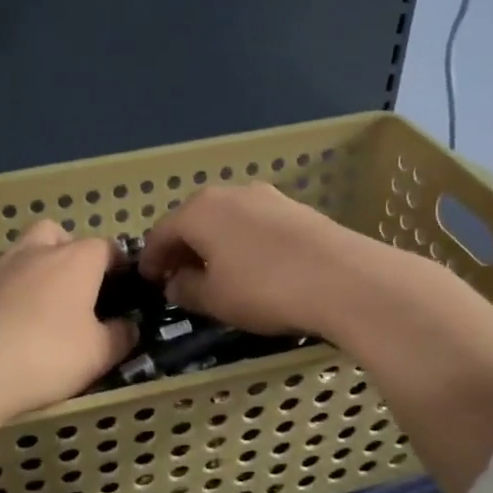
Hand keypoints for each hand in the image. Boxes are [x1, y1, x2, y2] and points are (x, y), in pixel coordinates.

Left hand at [0, 220, 137, 423]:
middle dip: (66, 250)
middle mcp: (33, 253)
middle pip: (54, 233)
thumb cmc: (45, 356)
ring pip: (17, 255)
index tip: (120, 284)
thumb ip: (119, 337)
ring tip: (33, 311)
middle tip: (71, 287)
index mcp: (73, 261)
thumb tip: (128, 326)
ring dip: (29, 272)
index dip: (115, 263)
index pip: (103, 246)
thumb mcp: (98, 355)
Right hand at [138, 183, 371, 338]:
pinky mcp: (297, 209)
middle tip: (178, 278)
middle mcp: (230, 193)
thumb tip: (176, 283)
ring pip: (226, 221)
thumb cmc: (264, 289)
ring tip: (216, 274)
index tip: (148, 281)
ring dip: (214, 245)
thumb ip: (186, 289)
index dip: (151, 259)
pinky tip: (252, 267)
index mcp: (199, 210)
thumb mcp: (214, 299)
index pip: (161, 233)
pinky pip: (255, 225)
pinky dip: (243, 243)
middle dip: (182, 249)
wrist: (344, 279)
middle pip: (194, 221)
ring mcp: (267, 197)